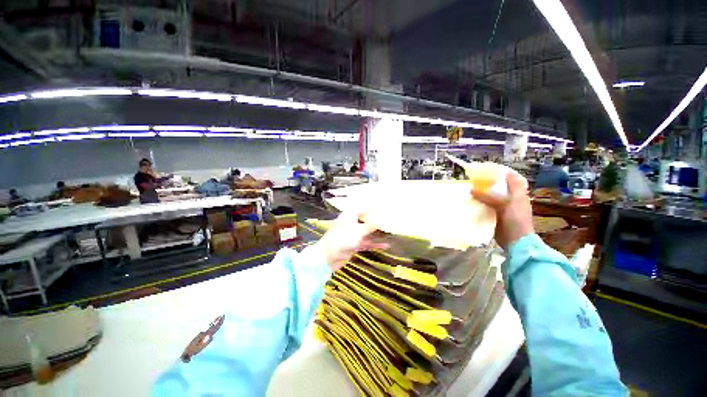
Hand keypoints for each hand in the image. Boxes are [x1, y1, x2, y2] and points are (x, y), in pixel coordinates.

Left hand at [315, 211, 386, 270]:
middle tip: (389, 222)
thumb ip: (371, 225)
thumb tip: (381, 220)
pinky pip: (366, 242)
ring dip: (376, 234)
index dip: (372, 209)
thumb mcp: (359, 231)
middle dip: (376, 222)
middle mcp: (351, 223)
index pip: (362, 209)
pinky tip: (385, 246)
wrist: (328, 256)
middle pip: (365, 220)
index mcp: (349, 216)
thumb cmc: (343, 238)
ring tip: (389, 233)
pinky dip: (374, 244)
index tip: (383, 211)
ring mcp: (352, 235)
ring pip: (366, 232)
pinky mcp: (353, 245)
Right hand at [471, 172, 533, 249]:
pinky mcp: (495, 215)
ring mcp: (503, 207)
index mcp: (517, 193)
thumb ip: (487, 196)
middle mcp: (510, 198)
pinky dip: (479, 204)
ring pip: (490, 197)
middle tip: (473, 180)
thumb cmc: (515, 219)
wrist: (516, 240)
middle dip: (487, 183)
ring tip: (468, 190)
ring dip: (481, 194)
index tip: (486, 169)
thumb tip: (471, 190)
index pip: (510, 177)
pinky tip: (470, 202)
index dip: (500, 172)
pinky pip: (485, 206)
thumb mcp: (503, 204)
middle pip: (498, 187)